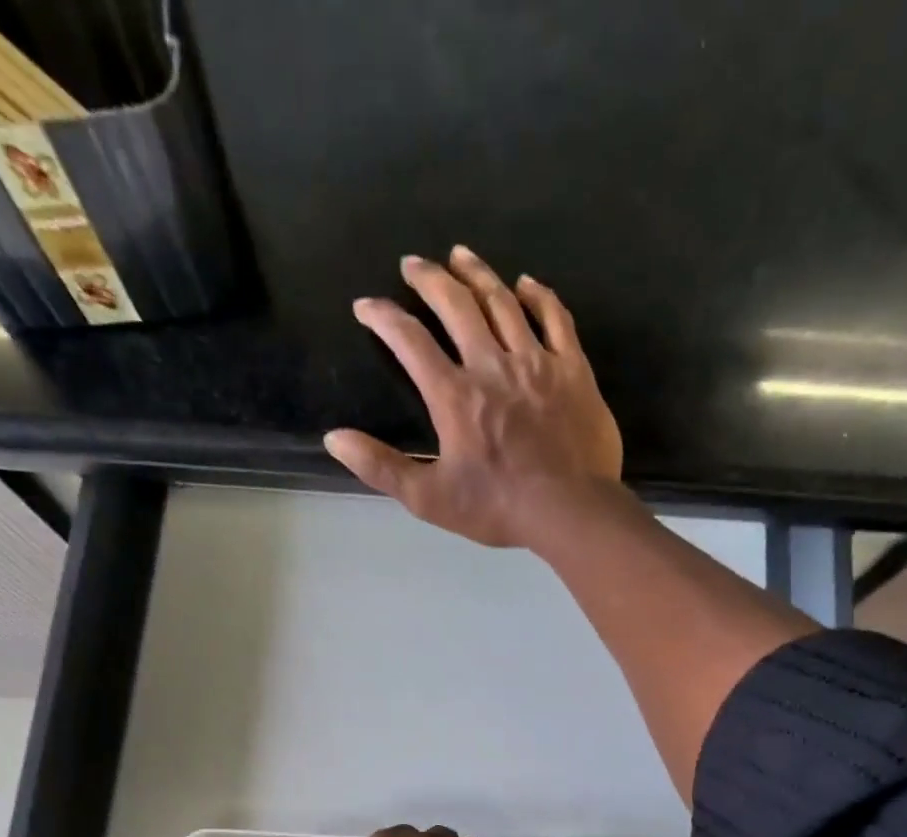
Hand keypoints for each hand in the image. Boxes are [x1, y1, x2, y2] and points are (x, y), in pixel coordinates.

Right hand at [324, 246, 624, 548]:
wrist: (570, 510)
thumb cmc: (497, 507)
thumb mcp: (428, 498)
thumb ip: (380, 467)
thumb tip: (334, 439)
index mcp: (453, 395)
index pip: (409, 341)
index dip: (383, 317)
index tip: (366, 305)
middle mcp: (491, 365)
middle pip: (456, 306)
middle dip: (429, 279)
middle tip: (413, 263)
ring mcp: (536, 362)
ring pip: (503, 302)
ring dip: (478, 274)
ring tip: (460, 255)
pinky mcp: (572, 369)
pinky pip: (556, 318)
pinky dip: (539, 296)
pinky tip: (526, 283)